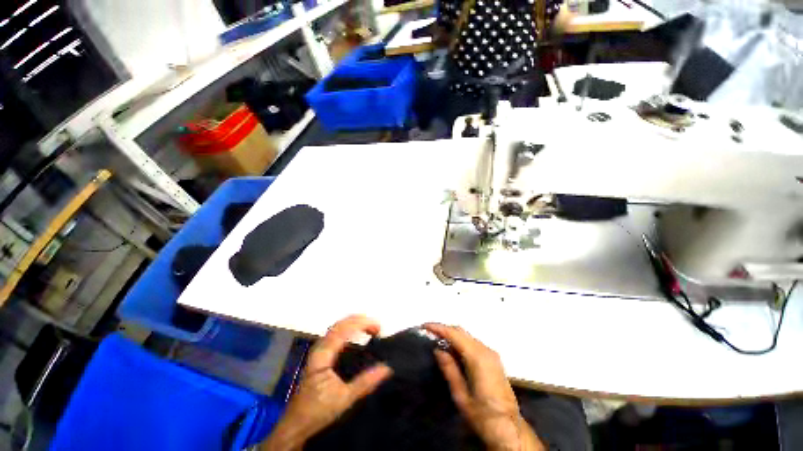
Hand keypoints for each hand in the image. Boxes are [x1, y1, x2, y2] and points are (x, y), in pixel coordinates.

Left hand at [262, 316, 392, 450]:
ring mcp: (318, 351)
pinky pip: (335, 335)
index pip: (344, 329)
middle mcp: (319, 348)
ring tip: (370, 327)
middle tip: (377, 326)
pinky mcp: (319, 356)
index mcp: (323, 354)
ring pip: (336, 328)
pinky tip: (356, 335)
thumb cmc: (318, 411)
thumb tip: (387, 367)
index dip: (362, 323)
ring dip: (354, 324)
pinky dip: (348, 330)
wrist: (295, 425)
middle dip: (360, 320)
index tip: (378, 327)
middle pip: (340, 324)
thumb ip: (365, 382)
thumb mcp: (344, 399)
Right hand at [425, 324, 544, 450]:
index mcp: (478, 358)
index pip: (454, 334)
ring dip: (452, 335)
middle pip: (461, 332)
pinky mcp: (493, 360)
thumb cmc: (483, 416)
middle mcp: (486, 351)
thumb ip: (449, 369)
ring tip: (437, 340)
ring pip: (467, 336)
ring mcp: (491, 354)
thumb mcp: (461, 396)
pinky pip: (473, 343)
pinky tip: (452, 350)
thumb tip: (438, 350)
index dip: (438, 328)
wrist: (510, 429)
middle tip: (429, 333)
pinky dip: (461, 342)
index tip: (425, 326)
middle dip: (444, 329)